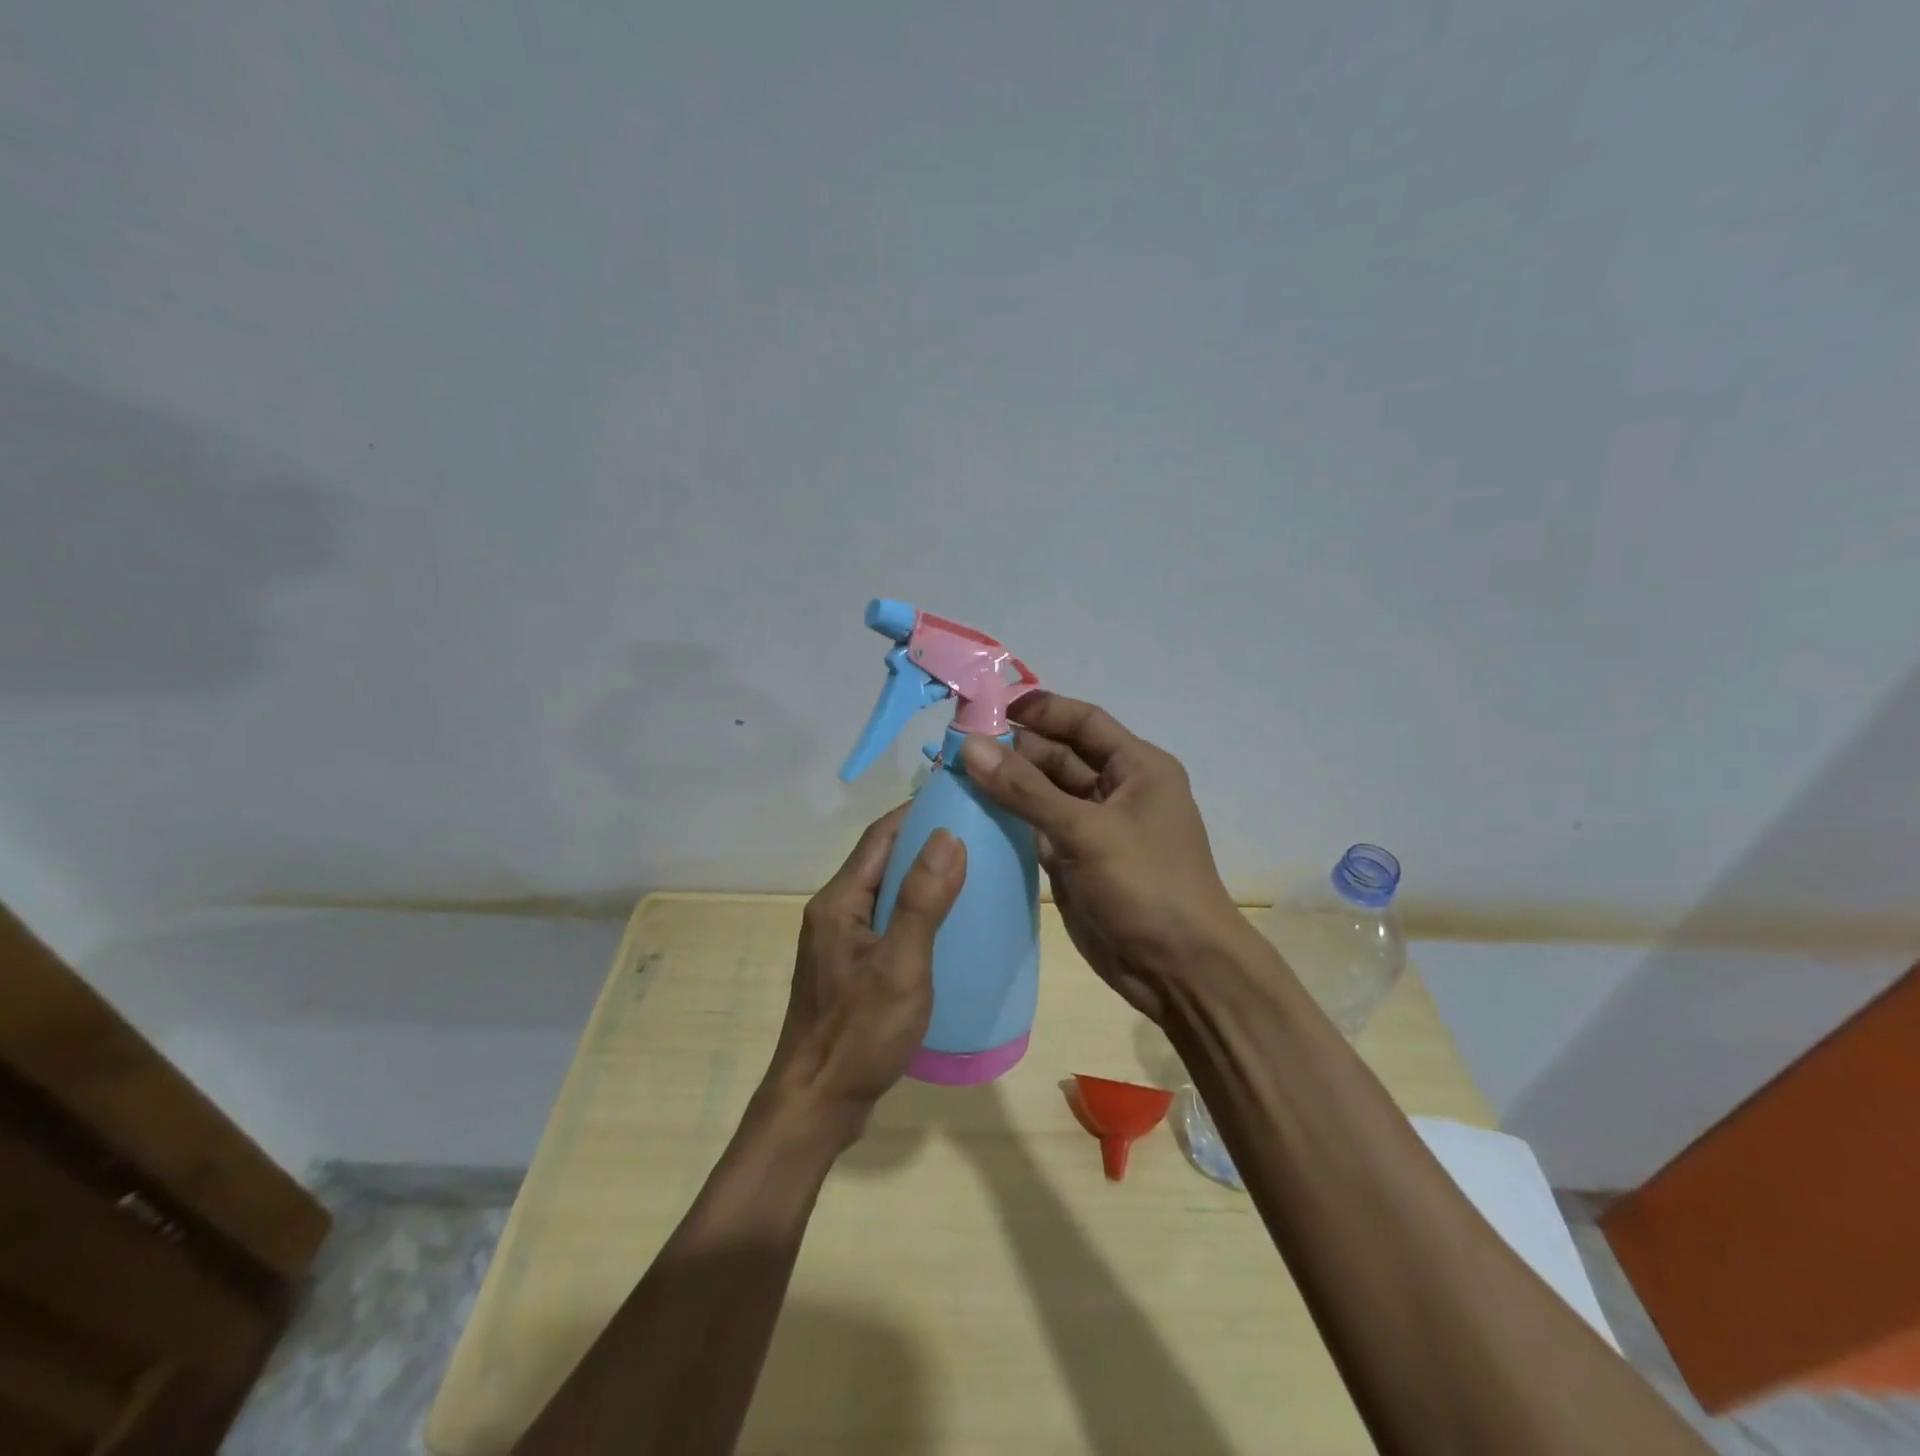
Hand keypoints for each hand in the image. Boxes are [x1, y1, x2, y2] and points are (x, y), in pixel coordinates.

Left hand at [761, 806, 966, 1144]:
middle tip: (978, 835)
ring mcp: (839, 942)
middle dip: (926, 841)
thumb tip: (949, 834)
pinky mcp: (849, 969)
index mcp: (839, 900)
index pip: (881, 835)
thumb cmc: (859, 1033)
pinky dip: (916, 911)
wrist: (815, 1105)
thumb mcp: (901, 964)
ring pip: (885, 892)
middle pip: (882, 860)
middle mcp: (834, 912)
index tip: (962, 800)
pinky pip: (887, 922)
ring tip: (972, 874)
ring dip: (923, 876)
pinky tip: (947, 926)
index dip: (918, 811)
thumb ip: (923, 900)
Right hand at [959, 693, 1246, 1020]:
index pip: (1083, 721)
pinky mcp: (1074, 860)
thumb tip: (970, 747)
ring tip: (952, 774)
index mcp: (1136, 767)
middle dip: (1012, 749)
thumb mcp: (1086, 831)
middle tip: (954, 747)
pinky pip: (1036, 827)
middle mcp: (1115, 789)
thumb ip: (1026, 790)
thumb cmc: (1145, 886)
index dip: (1038, 709)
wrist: (1178, 971)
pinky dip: (1009, 819)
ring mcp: (1093, 827)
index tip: (986, 708)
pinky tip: (971, 812)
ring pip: (1042, 793)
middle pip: (1057, 756)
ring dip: (1005, 784)